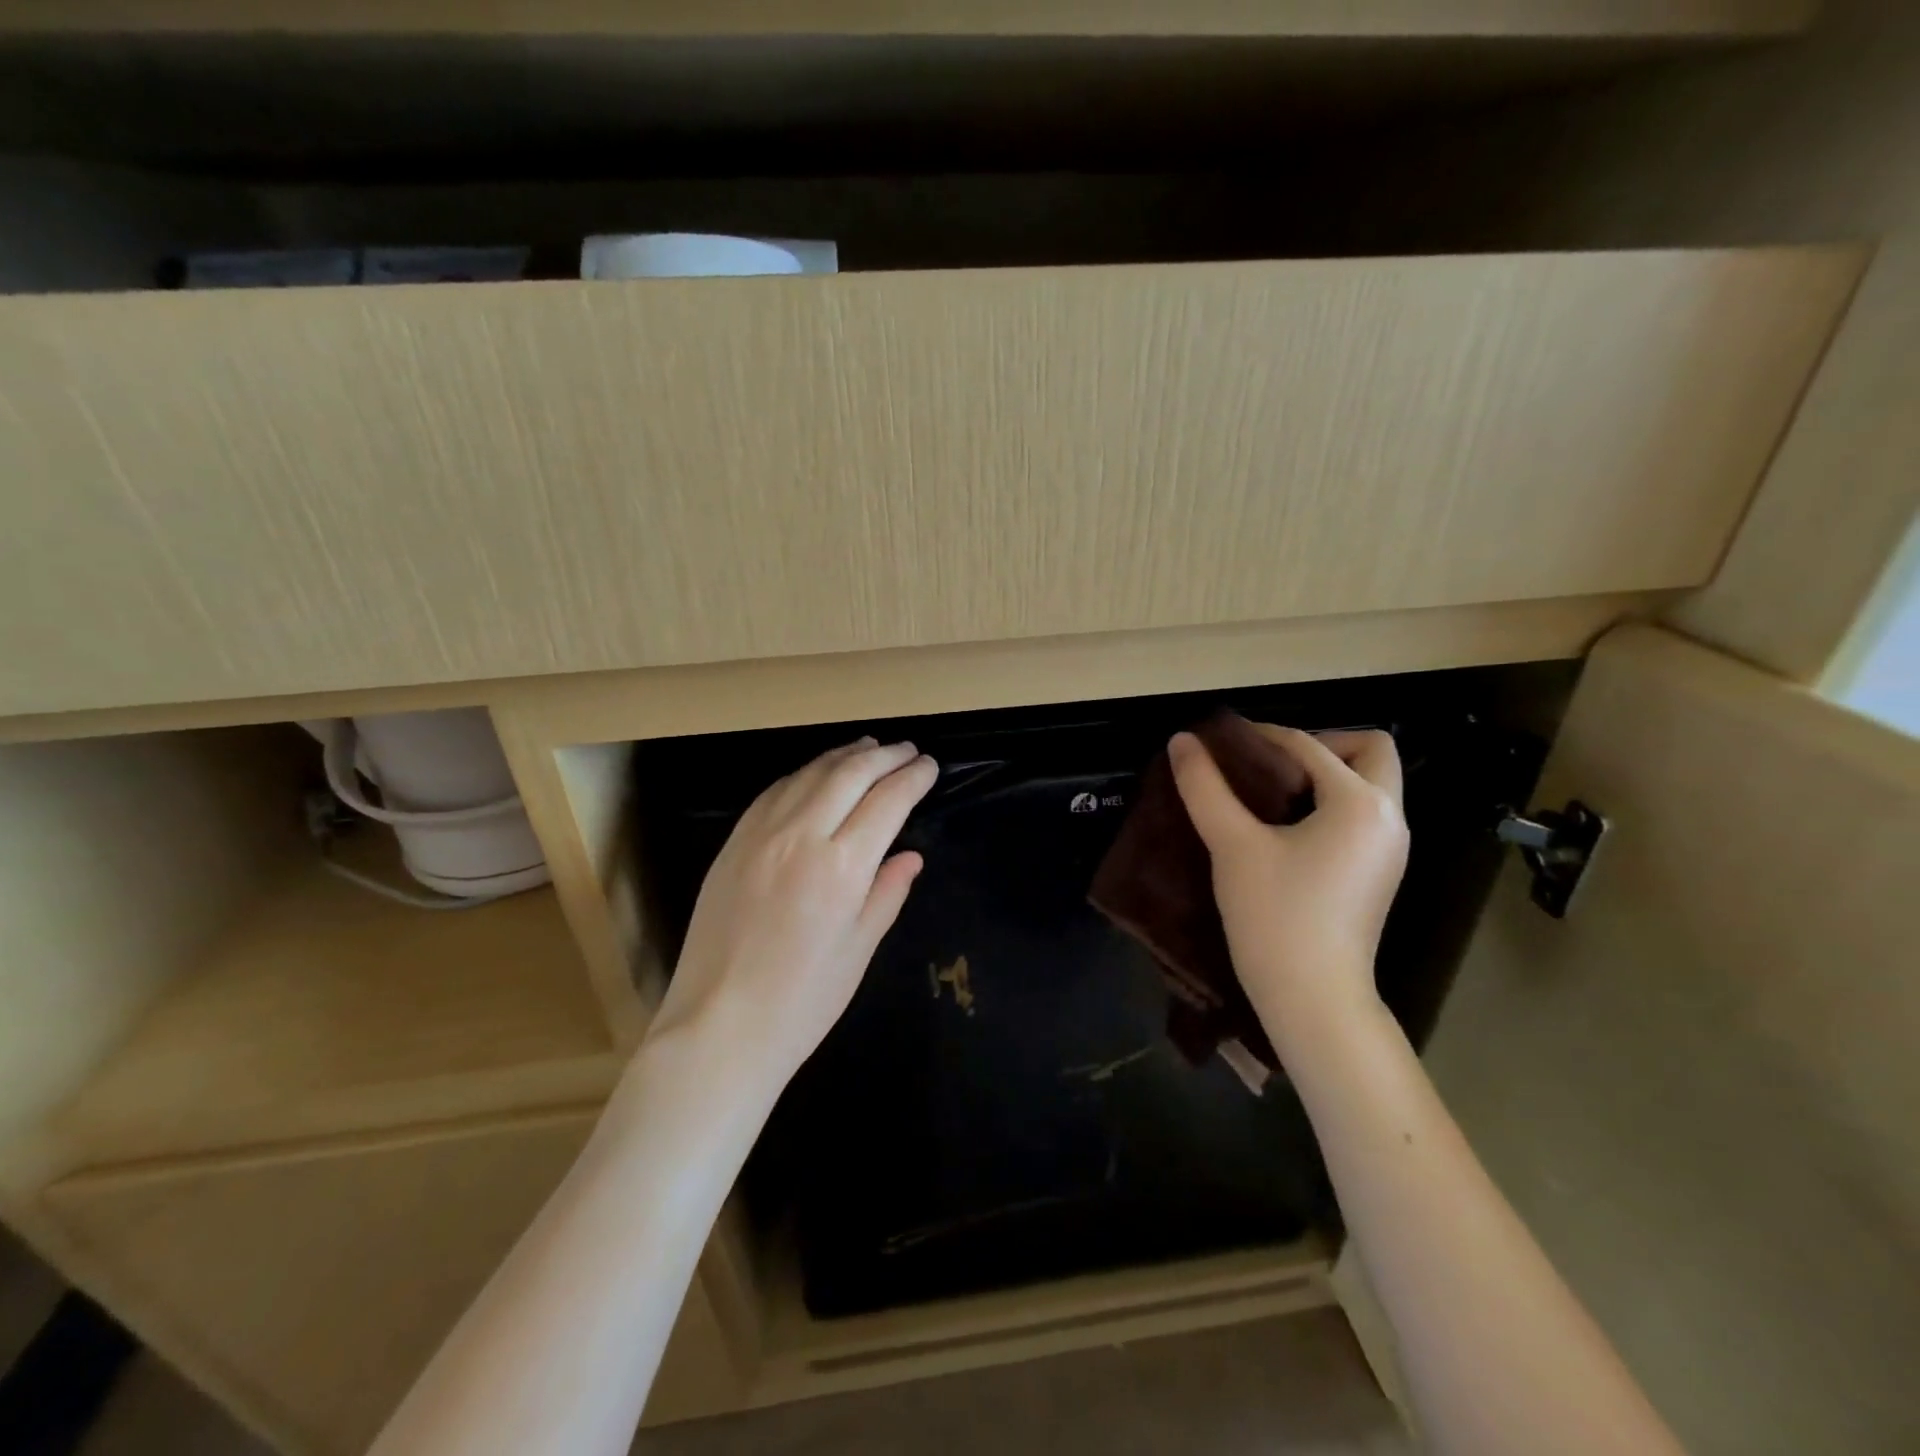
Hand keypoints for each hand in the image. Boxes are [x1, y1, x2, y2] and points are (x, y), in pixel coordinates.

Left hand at [647, 738, 937, 1092]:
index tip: (930, 766)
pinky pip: (774, 790)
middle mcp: (801, 836)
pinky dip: (804, 773)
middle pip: (850, 774)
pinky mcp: (733, 842)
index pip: (887, 801)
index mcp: (841, 867)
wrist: (719, 1025)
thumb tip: (910, 856)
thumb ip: (887, 893)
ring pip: (810, 773)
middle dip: (885, 756)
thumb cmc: (803, 1001)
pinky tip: (816, 773)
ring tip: (869, 748)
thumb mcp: (859, 950)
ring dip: (844, 755)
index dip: (913, 778)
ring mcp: (761, 834)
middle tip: (908, 750)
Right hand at [1168, 726, 1408, 1045]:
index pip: (1309, 746)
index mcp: (1360, 803)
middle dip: (1322, 744)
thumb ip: (1205, 787)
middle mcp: (1389, 817)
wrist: (1313, 998)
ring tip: (1271, 794)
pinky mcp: (1380, 873)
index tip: (1222, 742)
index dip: (1262, 736)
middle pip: (1370, 750)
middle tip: (1272, 765)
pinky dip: (1331, 804)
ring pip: (1370, 784)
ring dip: (1327, 774)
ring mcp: (1390, 848)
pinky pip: (1363, 815)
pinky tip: (1287, 828)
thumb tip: (1182, 741)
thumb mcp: (1232, 845)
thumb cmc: (1275, 915)